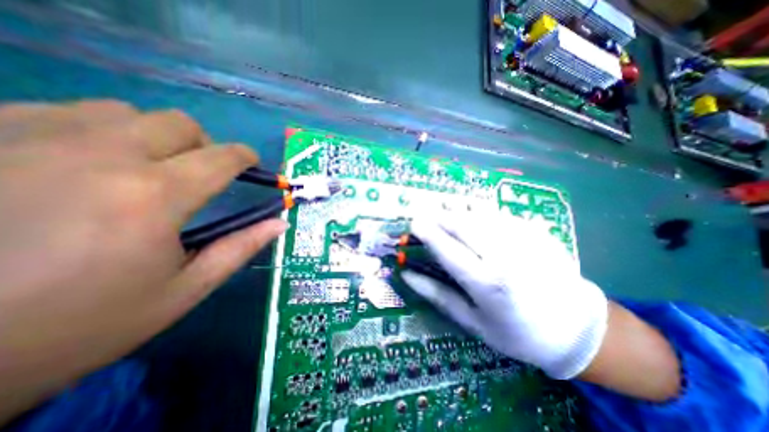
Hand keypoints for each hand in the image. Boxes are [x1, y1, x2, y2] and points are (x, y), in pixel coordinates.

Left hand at [1, 99, 284, 419]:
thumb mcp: (183, 290)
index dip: (244, 157)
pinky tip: (83, 164)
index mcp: (155, 196)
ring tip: (142, 170)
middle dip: (203, 145)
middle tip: (198, 173)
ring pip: (124, 113)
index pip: (221, 157)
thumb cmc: (84, 322)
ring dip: (151, 137)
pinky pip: (62, 112)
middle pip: (178, 124)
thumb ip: (239, 248)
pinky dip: (95, 132)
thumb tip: (279, 223)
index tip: (250, 164)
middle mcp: (100, 156)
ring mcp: (28, 138)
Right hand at [403, 210, 605, 379]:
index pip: (448, 250)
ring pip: (481, 214)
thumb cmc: (517, 332)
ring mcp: (524, 240)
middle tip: (424, 211)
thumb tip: (407, 274)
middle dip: (440, 215)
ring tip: (444, 205)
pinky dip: (480, 209)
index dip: (428, 233)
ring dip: (458, 208)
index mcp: (487, 284)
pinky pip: (500, 214)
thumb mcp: (472, 321)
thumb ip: (437, 295)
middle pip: (463, 225)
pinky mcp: (536, 231)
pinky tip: (472, 209)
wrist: (577, 330)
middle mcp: (505, 257)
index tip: (413, 223)